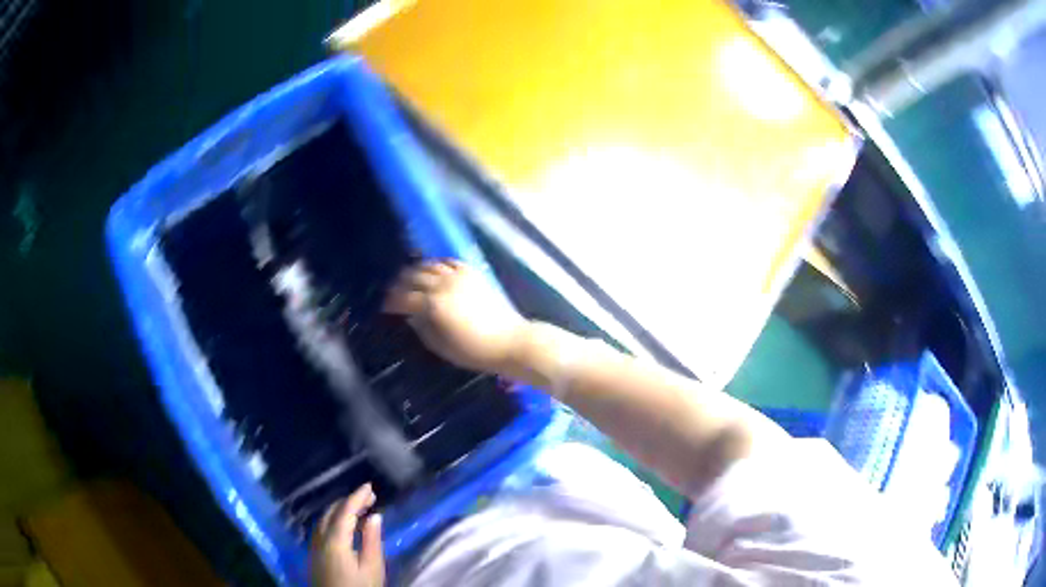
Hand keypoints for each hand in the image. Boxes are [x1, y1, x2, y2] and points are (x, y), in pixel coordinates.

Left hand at [311, 484, 384, 586]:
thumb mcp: (372, 568)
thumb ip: (372, 540)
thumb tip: (375, 516)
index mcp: (334, 540)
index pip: (345, 511)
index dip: (357, 497)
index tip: (370, 487)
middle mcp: (320, 538)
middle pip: (331, 513)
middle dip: (349, 502)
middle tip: (369, 499)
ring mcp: (314, 546)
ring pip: (324, 520)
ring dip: (340, 510)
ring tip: (359, 510)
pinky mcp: (314, 555)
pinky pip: (321, 529)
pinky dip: (333, 521)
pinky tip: (344, 527)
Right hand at [384, 260, 526, 374]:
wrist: (508, 340)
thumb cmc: (473, 351)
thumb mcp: (441, 346)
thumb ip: (422, 328)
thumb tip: (410, 316)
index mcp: (433, 305)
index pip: (403, 297)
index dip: (391, 301)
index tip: (384, 304)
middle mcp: (443, 285)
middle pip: (413, 277)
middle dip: (400, 283)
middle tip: (393, 290)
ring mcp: (459, 275)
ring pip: (430, 265)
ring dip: (416, 270)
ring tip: (409, 277)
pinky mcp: (473, 272)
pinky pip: (449, 261)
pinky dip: (437, 264)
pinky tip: (433, 269)